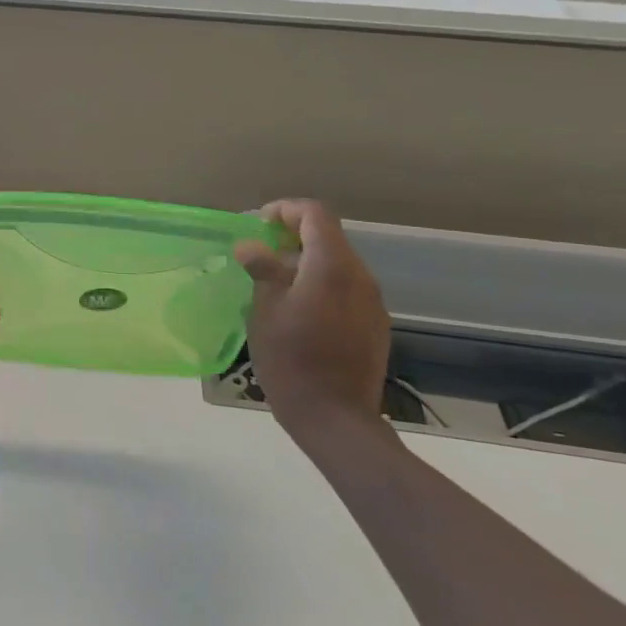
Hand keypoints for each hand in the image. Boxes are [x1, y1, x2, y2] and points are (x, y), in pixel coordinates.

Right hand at [234, 200, 396, 456]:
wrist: (334, 416)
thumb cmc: (290, 358)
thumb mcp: (265, 310)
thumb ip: (263, 270)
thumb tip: (252, 246)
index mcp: (332, 266)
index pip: (315, 215)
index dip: (285, 210)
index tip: (258, 224)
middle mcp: (359, 276)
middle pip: (329, 238)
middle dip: (293, 237)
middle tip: (259, 254)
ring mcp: (372, 302)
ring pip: (338, 265)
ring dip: (307, 263)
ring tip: (274, 284)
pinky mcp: (374, 325)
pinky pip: (346, 290)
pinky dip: (321, 286)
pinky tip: (298, 312)